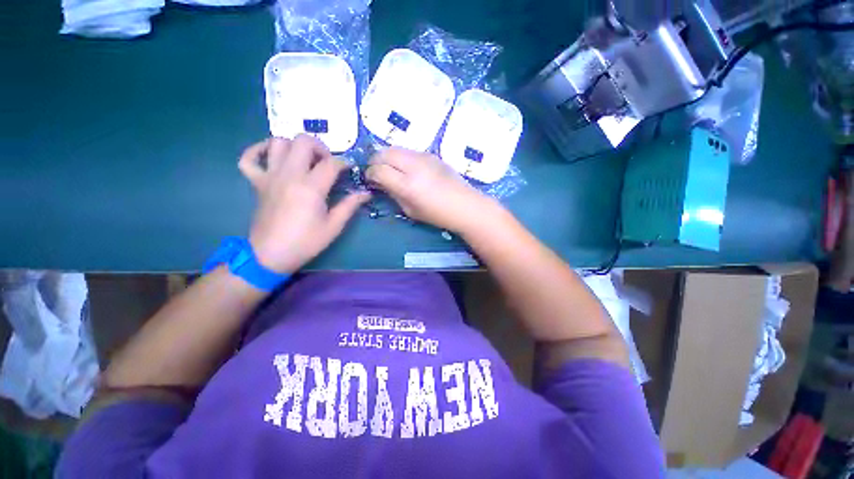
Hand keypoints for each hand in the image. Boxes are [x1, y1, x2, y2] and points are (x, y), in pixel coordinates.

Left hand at [238, 135, 370, 273]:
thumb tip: (366, 193)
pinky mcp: (256, 183)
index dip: (344, 163)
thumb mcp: (334, 226)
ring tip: (305, 161)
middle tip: (327, 164)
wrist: (271, 255)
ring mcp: (270, 176)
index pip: (331, 163)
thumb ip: (350, 205)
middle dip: (320, 148)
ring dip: (295, 146)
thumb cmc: (306, 242)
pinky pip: (249, 157)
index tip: (350, 170)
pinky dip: (259, 150)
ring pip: (278, 142)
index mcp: (310, 187)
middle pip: (303, 141)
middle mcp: (289, 175)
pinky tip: (272, 156)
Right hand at [365, 147, 499, 232]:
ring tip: (391, 168)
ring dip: (388, 156)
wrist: (465, 205)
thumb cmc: (438, 214)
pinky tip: (407, 168)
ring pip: (396, 148)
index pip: (378, 170)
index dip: (370, 174)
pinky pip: (409, 151)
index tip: (370, 180)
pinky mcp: (432, 154)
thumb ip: (393, 194)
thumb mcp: (410, 210)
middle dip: (375, 161)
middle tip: (376, 171)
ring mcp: (424, 157)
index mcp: (408, 184)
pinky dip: (401, 157)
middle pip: (384, 153)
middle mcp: (414, 166)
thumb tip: (382, 183)